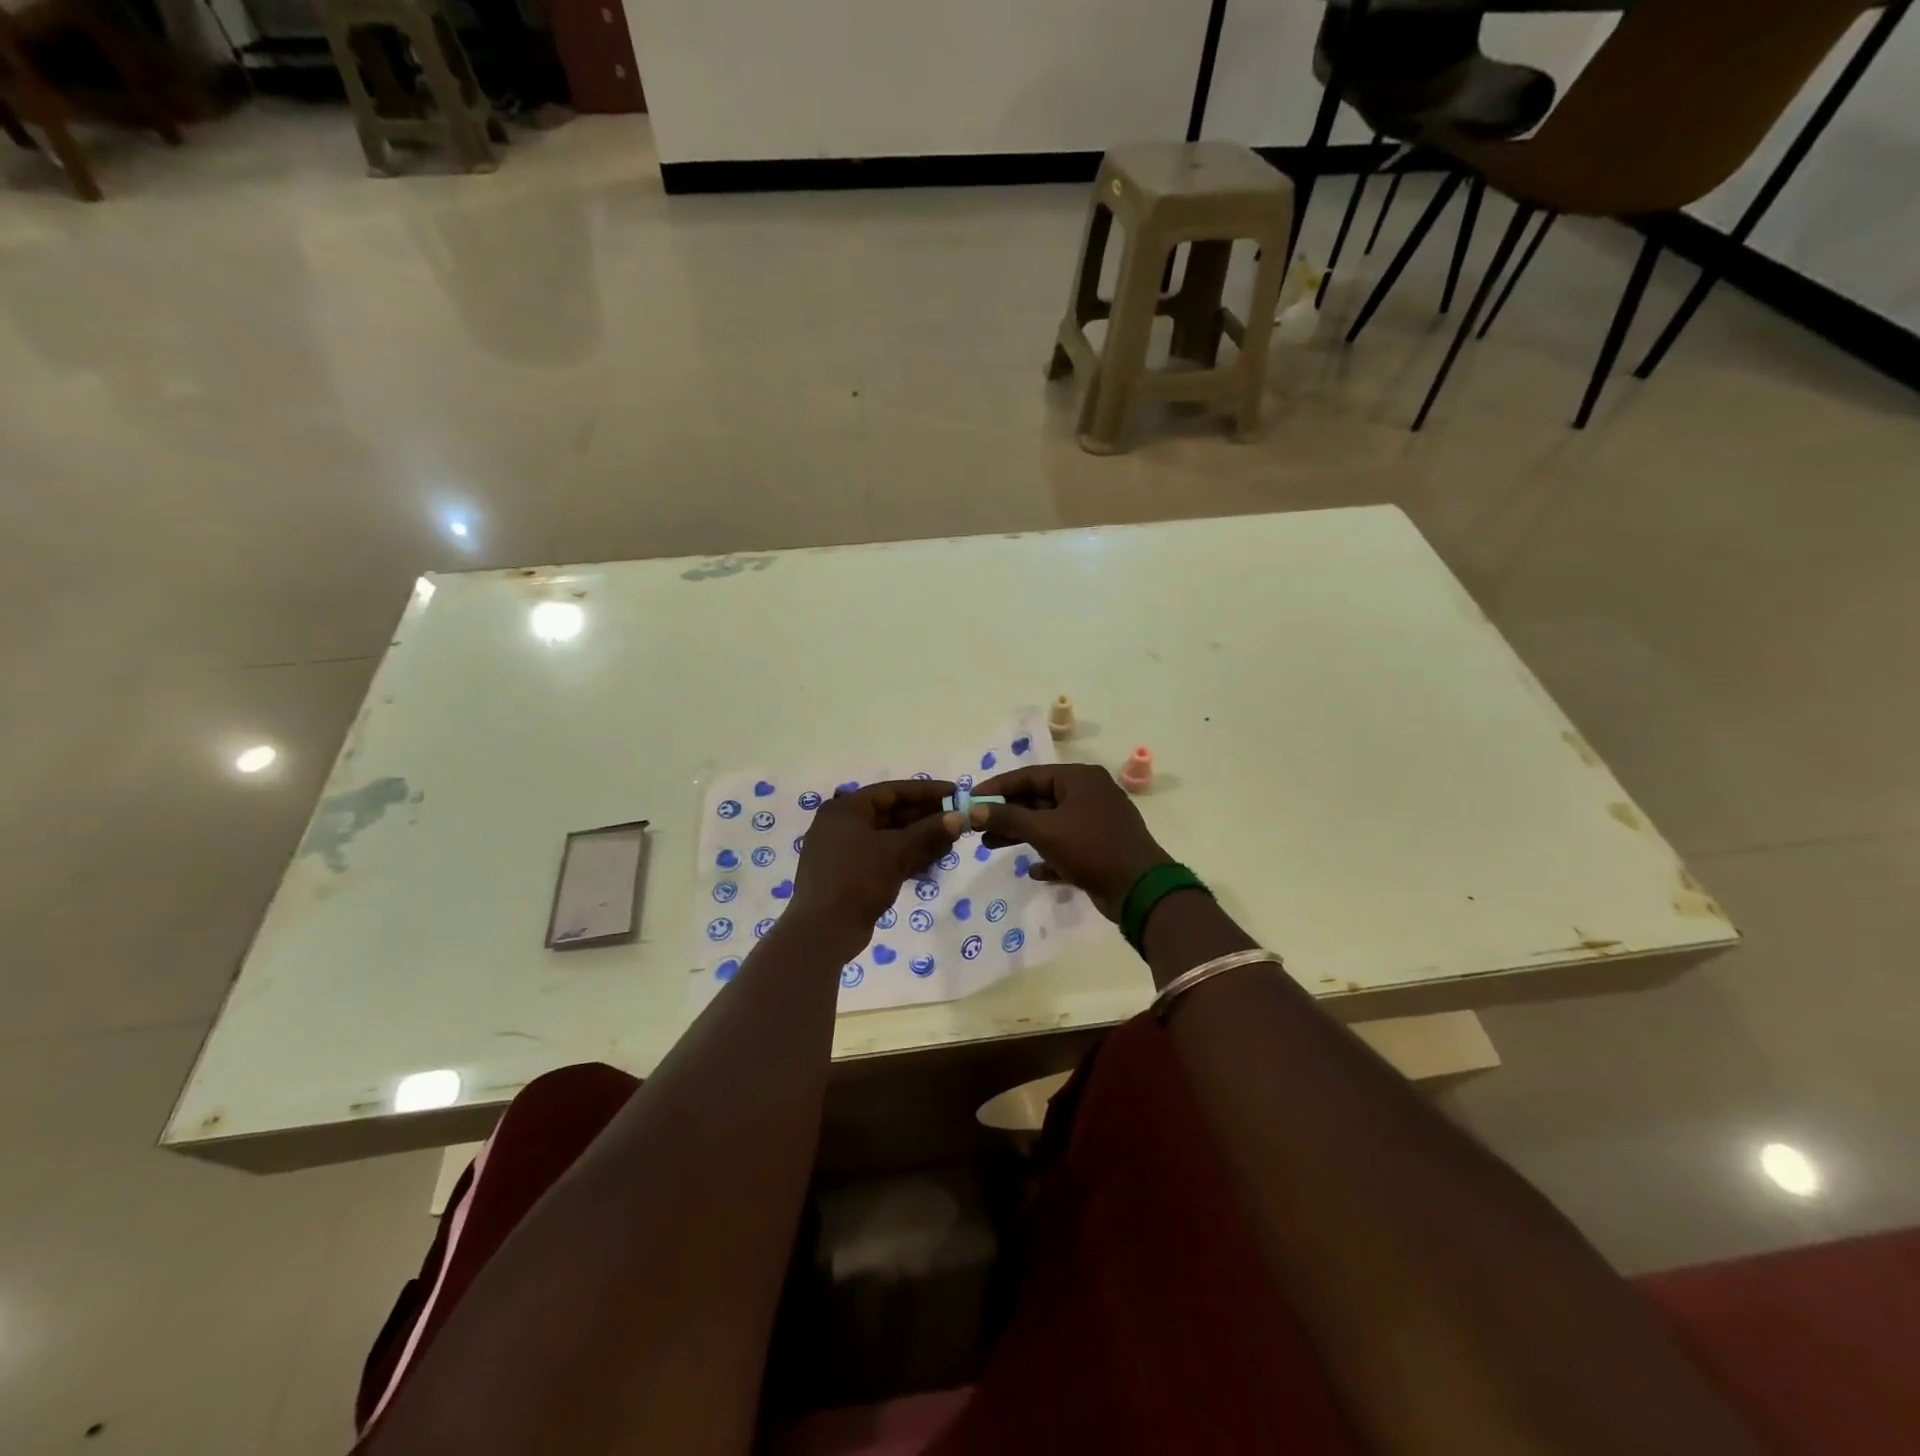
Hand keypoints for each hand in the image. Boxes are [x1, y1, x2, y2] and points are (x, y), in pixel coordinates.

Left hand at [790, 779, 959, 943]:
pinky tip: (930, 865)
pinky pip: (882, 857)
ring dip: (918, 840)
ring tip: (949, 845)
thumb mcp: (897, 851)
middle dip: (925, 819)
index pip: (892, 791)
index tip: (955, 793)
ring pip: (888, 838)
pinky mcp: (848, 875)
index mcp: (846, 809)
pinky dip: (904, 858)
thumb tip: (959, 817)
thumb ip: (929, 831)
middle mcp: (841, 825)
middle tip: (956, 821)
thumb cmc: (858, 879)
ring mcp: (843, 852)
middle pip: (890, 814)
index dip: (926, 791)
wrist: (823, 930)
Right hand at [962, 763, 1172, 920]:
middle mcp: (1089, 794)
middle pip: (1038, 799)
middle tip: (977, 826)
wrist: (1139, 888)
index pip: (1029, 775)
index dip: (997, 787)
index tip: (970, 798)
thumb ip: (1007, 818)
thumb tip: (972, 810)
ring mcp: (1096, 821)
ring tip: (990, 845)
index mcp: (1079, 779)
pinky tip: (1032, 870)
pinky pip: (1066, 846)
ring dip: (1022, 834)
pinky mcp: (1100, 848)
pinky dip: (1048, 855)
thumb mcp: (1044, 830)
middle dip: (1007, 814)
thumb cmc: (1091, 848)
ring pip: (1050, 823)